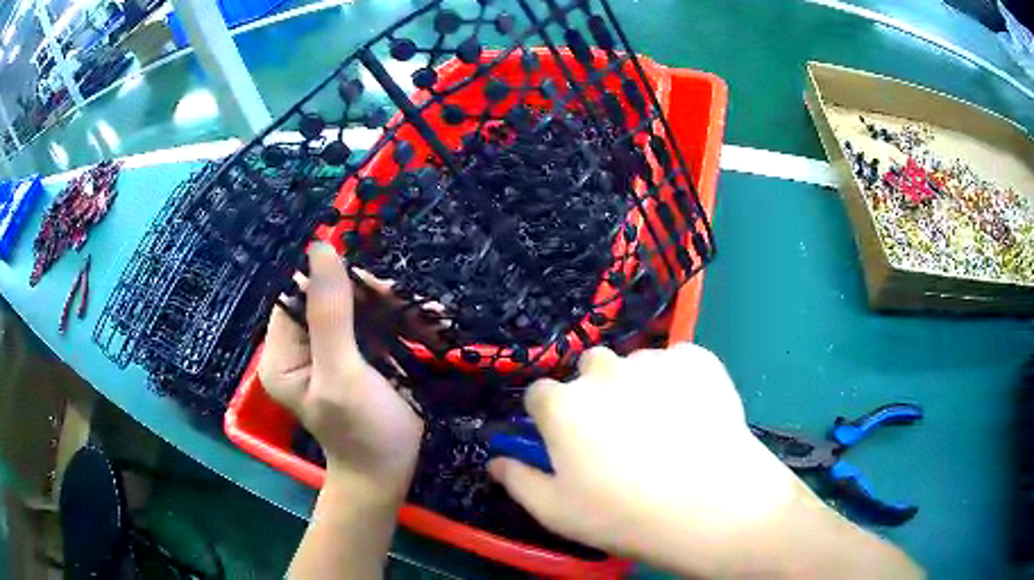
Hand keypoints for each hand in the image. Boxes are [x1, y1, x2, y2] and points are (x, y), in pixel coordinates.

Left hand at [258, 243, 423, 501]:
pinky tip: (432, 324)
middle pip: (330, 297)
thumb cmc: (362, 432)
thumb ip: (330, 313)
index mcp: (282, 352)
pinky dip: (404, 323)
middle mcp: (301, 347)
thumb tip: (321, 247)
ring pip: (357, 307)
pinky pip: (376, 325)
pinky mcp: (357, 356)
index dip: (331, 281)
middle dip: (370, 297)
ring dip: (394, 308)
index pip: (297, 295)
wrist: (389, 472)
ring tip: (430, 317)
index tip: (371, 288)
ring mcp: (330, 351)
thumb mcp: (341, 375)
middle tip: (404, 303)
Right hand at [488, 344, 799, 573]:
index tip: (565, 440)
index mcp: (563, 405)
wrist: (712, 506)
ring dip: (638, 386)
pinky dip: (679, 380)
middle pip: (588, 370)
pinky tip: (693, 413)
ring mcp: (654, 361)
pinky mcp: (698, 359)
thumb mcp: (556, 511)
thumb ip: (518, 480)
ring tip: (663, 426)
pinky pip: (678, 362)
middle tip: (618, 434)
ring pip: (635, 365)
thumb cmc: (624, 516)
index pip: (539, 394)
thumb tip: (496, 462)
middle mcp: (604, 371)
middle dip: (594, 394)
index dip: (549, 417)